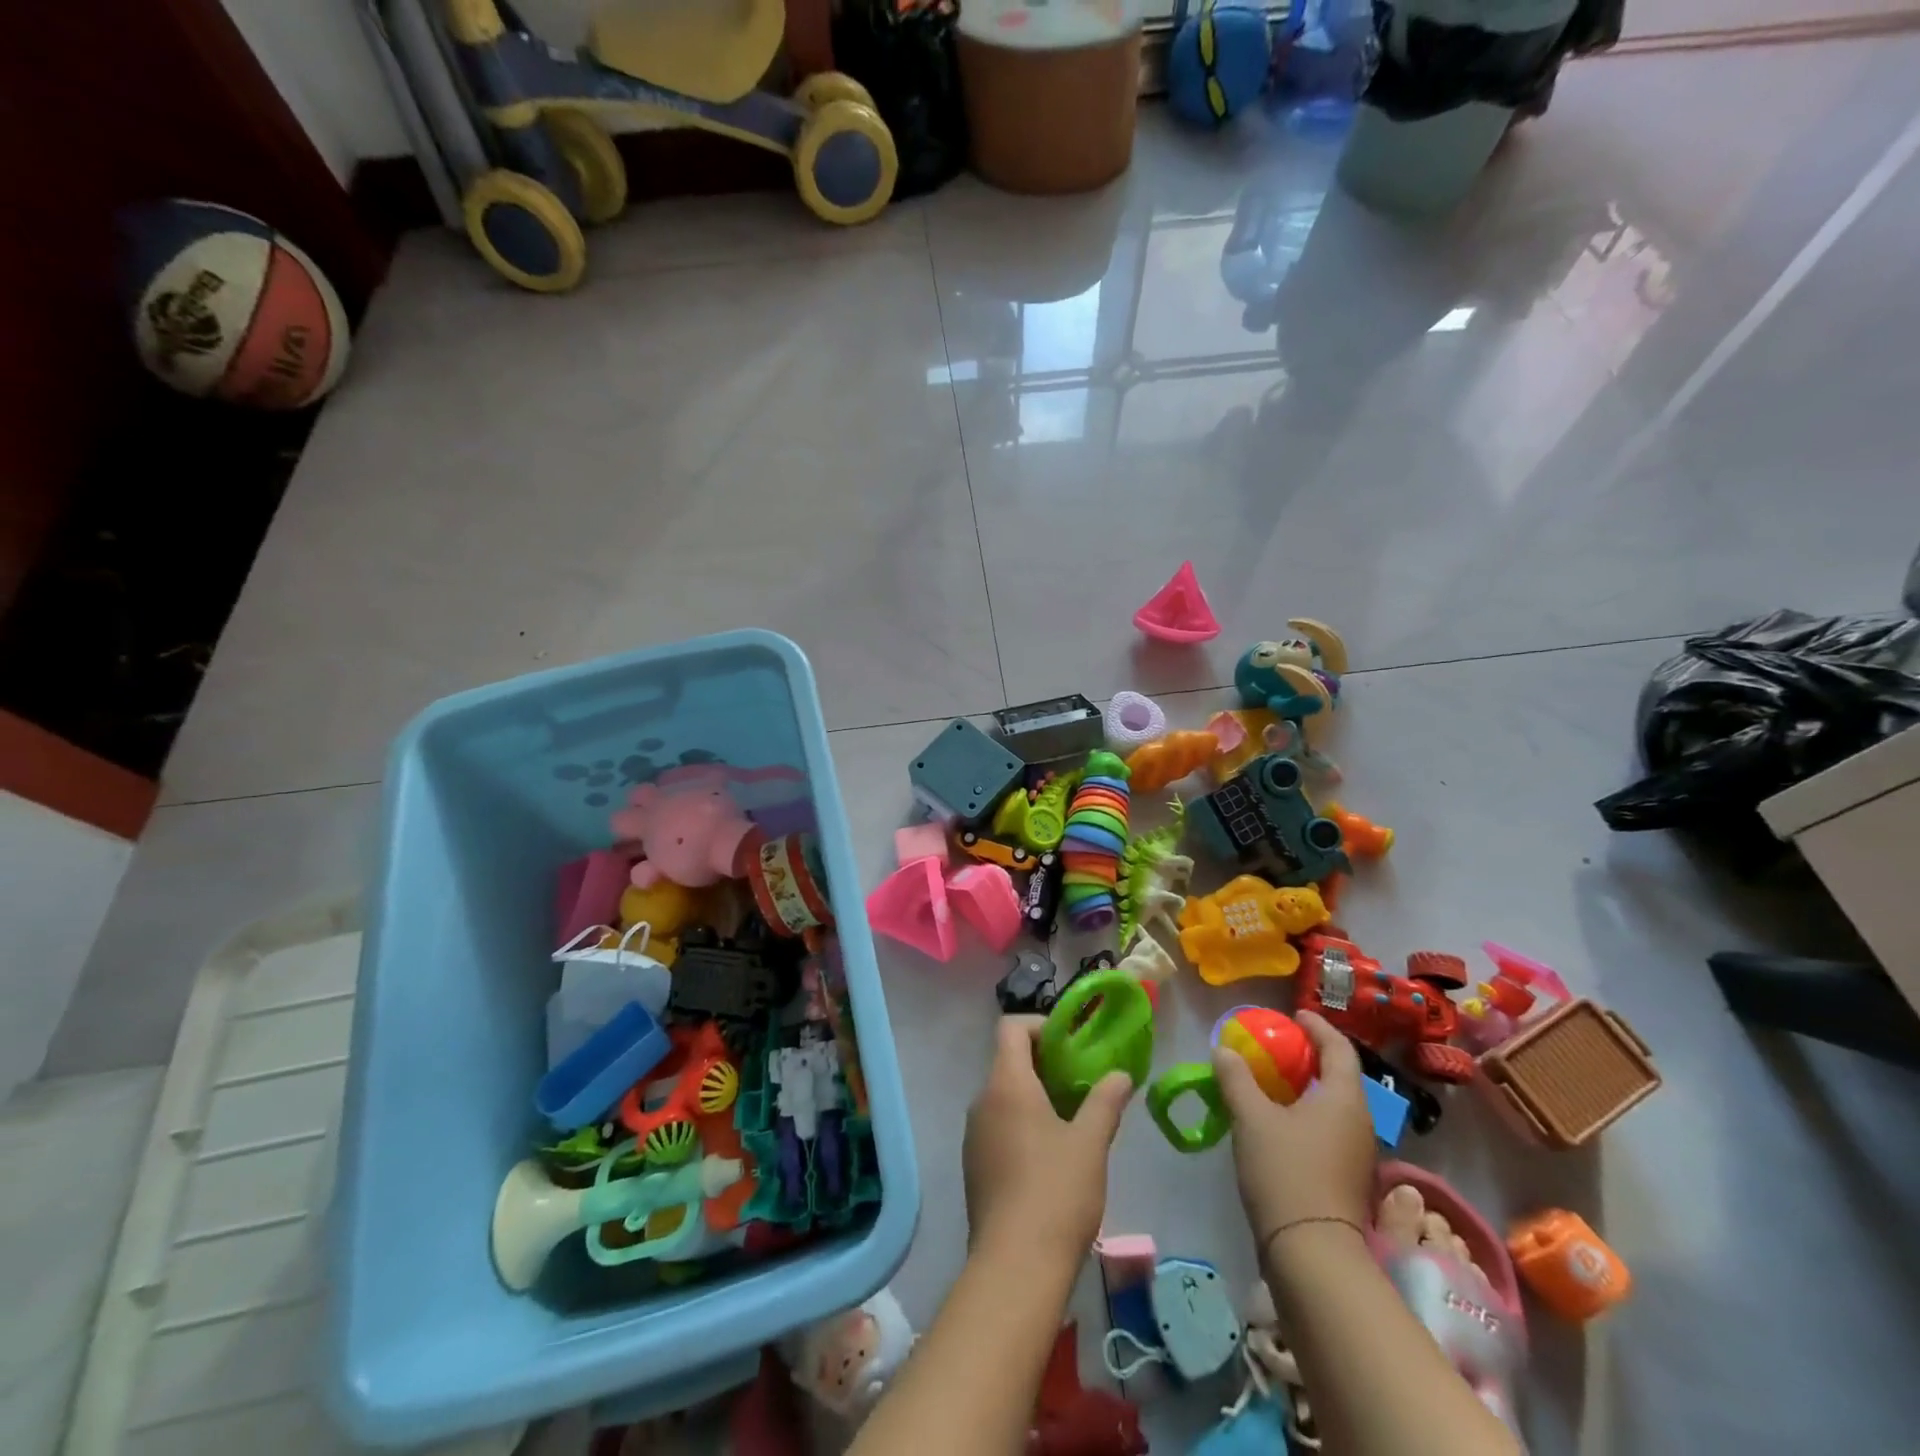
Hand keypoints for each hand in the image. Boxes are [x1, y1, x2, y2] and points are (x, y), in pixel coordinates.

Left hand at [963, 1017, 1134, 1270]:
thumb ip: (1105, 1101)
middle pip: (1008, 1061)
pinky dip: (1021, 1124)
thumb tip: (1120, 1075)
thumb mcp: (1090, 1143)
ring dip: (1034, 1096)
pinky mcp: (974, 1166)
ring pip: (1003, 1095)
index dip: (1040, 1026)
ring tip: (1072, 1120)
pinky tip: (1050, 1156)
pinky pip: (997, 1125)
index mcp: (1006, 1083)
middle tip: (1082, 1083)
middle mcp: (982, 1100)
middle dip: (1045, 1064)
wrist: (1015, 1267)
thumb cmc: (1055, 1192)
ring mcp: (974, 1135)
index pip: (1011, 1028)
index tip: (1071, 1045)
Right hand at [1215, 1011, 1374, 1246]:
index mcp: (1344, 1099)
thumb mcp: (1251, 1117)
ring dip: (1305, 1086)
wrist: (1311, 1252)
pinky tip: (1277, 1119)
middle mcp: (1359, 1122)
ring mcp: (1356, 1153)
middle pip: (1339, 1076)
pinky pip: (1328, 1128)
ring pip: (1333, 1104)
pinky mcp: (1345, 1177)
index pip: (1339, 1048)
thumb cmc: (1285, 1171)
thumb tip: (1224, 1050)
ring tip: (1270, 1079)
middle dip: (1309, 1056)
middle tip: (1276, 1045)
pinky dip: (1305, 1112)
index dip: (1317, 1026)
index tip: (1294, 1015)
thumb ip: (1236, 1078)